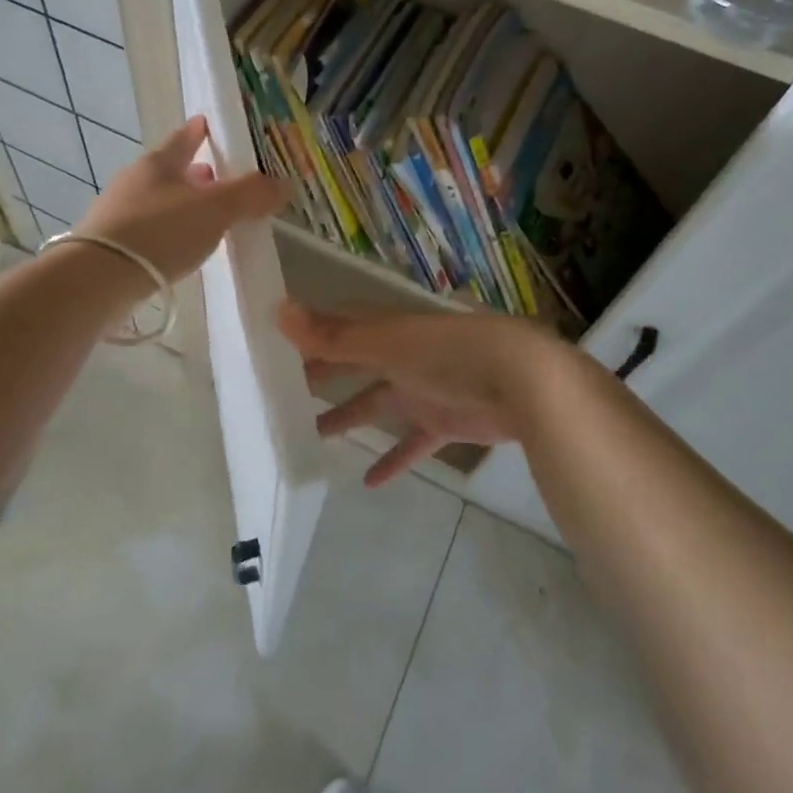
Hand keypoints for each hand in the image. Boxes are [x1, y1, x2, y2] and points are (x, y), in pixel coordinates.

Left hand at [75, 116, 285, 286]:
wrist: (98, 279)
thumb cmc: (160, 232)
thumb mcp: (214, 210)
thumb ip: (249, 195)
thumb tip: (282, 184)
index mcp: (158, 162)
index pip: (183, 137)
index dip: (199, 131)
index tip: (208, 124)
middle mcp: (135, 180)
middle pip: (170, 169)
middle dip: (195, 172)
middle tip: (218, 177)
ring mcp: (118, 212)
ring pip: (159, 199)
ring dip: (182, 203)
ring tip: (206, 215)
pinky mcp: (111, 243)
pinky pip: (149, 227)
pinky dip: (168, 229)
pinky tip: (180, 245)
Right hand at [277, 302, 567, 486]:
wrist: (523, 381)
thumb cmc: (449, 353)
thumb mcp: (387, 343)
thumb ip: (334, 336)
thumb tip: (279, 310)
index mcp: (385, 331)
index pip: (337, 329)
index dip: (306, 337)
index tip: (269, 350)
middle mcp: (400, 356)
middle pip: (352, 365)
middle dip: (320, 378)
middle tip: (279, 396)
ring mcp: (423, 389)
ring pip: (375, 404)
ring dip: (347, 418)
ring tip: (309, 437)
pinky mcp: (444, 422)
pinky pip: (411, 443)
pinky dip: (393, 460)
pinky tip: (368, 481)